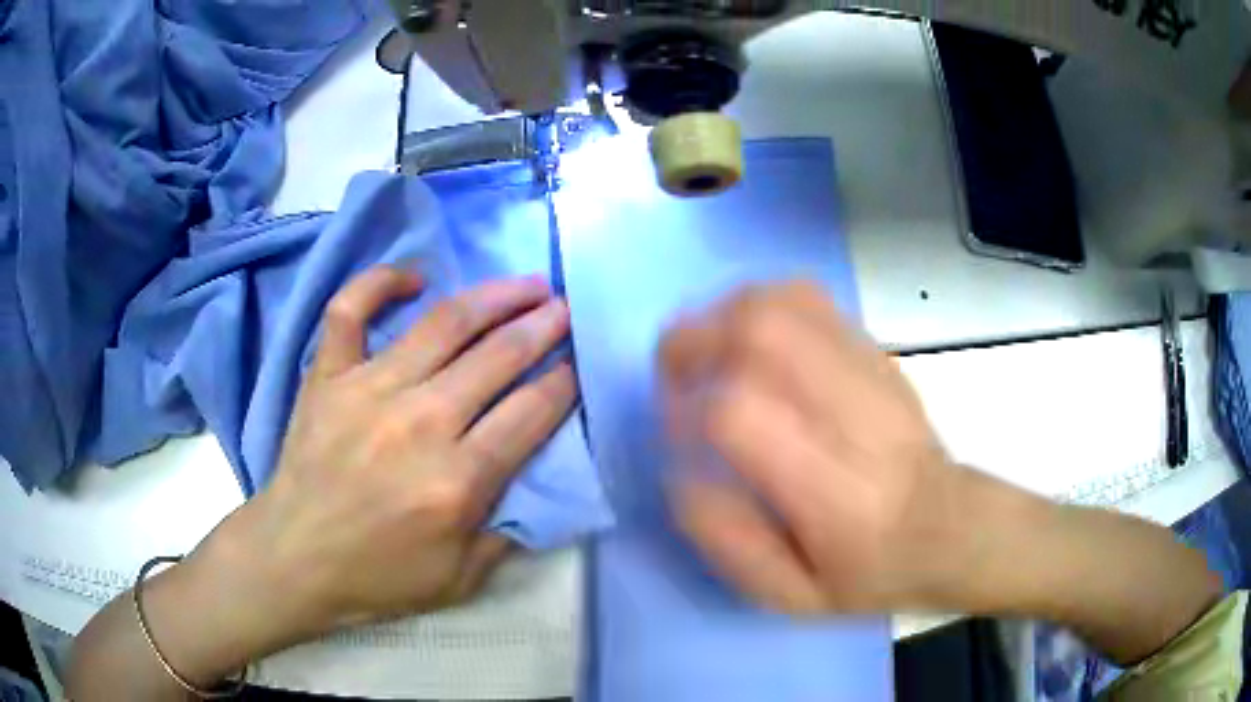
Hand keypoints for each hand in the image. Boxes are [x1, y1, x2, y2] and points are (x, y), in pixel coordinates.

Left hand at [210, 266, 576, 634]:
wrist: (294, 558)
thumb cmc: (378, 576)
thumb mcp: (461, 579)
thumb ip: (507, 531)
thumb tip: (536, 479)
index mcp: (458, 480)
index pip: (530, 413)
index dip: (564, 381)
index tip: (579, 361)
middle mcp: (420, 423)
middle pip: (498, 357)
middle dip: (543, 327)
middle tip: (566, 308)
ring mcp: (368, 389)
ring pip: (444, 323)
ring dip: (494, 296)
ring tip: (525, 284)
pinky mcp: (328, 375)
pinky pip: (351, 310)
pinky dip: (379, 283)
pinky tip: (412, 279)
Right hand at [659, 282, 984, 614]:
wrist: (949, 527)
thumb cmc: (868, 570)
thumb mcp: (791, 594)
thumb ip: (726, 540)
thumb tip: (679, 470)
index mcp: (831, 491)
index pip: (741, 414)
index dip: (687, 408)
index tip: (674, 427)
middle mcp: (852, 415)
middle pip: (762, 331)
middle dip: (697, 339)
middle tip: (674, 371)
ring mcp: (870, 370)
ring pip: (783, 301)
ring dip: (726, 314)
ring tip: (708, 350)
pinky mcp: (876, 351)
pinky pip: (808, 298)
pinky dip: (761, 304)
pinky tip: (750, 337)